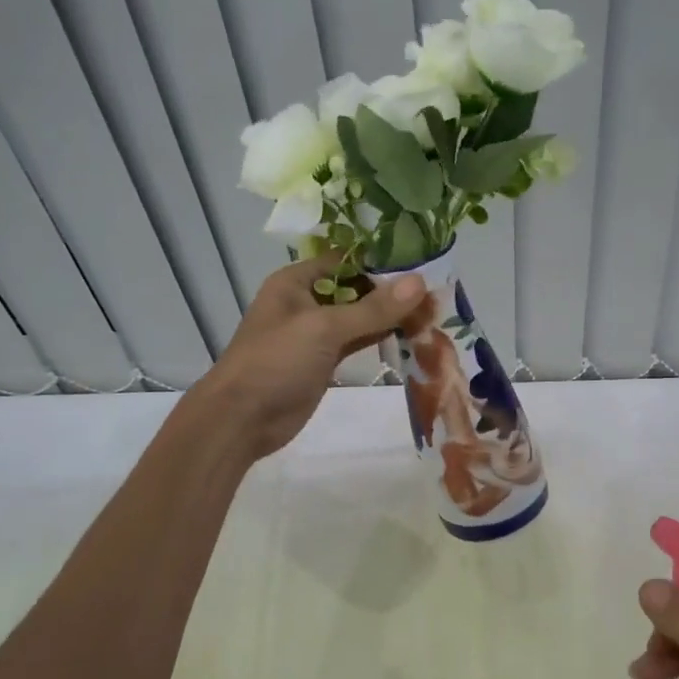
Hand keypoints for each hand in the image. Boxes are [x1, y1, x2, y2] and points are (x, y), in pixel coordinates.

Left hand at [195, 256, 425, 460]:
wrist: (242, 419)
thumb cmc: (276, 362)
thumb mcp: (325, 329)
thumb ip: (373, 308)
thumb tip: (420, 282)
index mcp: (296, 281)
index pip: (344, 259)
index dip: (379, 259)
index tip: (421, 261)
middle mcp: (306, 301)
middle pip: (355, 287)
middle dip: (391, 289)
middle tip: (435, 288)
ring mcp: (316, 334)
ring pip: (359, 316)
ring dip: (390, 315)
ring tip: (432, 309)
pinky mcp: (325, 361)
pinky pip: (357, 341)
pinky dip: (380, 337)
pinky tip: (411, 334)